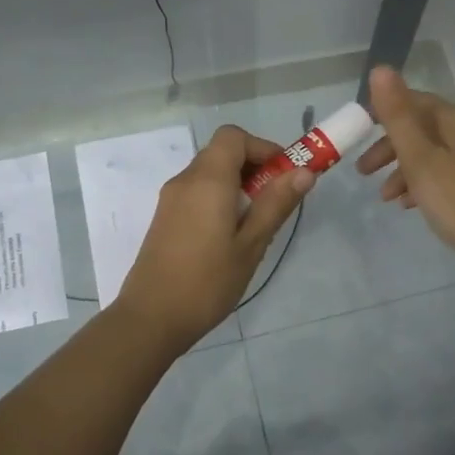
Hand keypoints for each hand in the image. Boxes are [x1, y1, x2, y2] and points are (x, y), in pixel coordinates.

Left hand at [117, 125, 313, 349]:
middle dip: (254, 167)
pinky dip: (220, 198)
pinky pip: (197, 192)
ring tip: (257, 222)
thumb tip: (303, 172)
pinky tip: (231, 235)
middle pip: (222, 153)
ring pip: (210, 173)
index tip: (285, 175)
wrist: (151, 318)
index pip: (233, 137)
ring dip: (238, 184)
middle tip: (277, 201)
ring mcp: (171, 199)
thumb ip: (276, 204)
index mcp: (207, 180)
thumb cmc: (207, 282)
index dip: (263, 147)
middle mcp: (185, 180)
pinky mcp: (165, 218)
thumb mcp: (251, 244)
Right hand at [357, 66, 454, 278]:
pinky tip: (412, 207)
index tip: (358, 135)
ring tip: (385, 198)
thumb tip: (381, 68)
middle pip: (424, 129)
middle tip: (363, 172)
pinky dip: (426, 184)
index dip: (384, 113)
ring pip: (436, 154)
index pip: (416, 101)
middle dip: (390, 148)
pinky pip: (449, 173)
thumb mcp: (421, 159)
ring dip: (405, 170)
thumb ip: (398, 116)